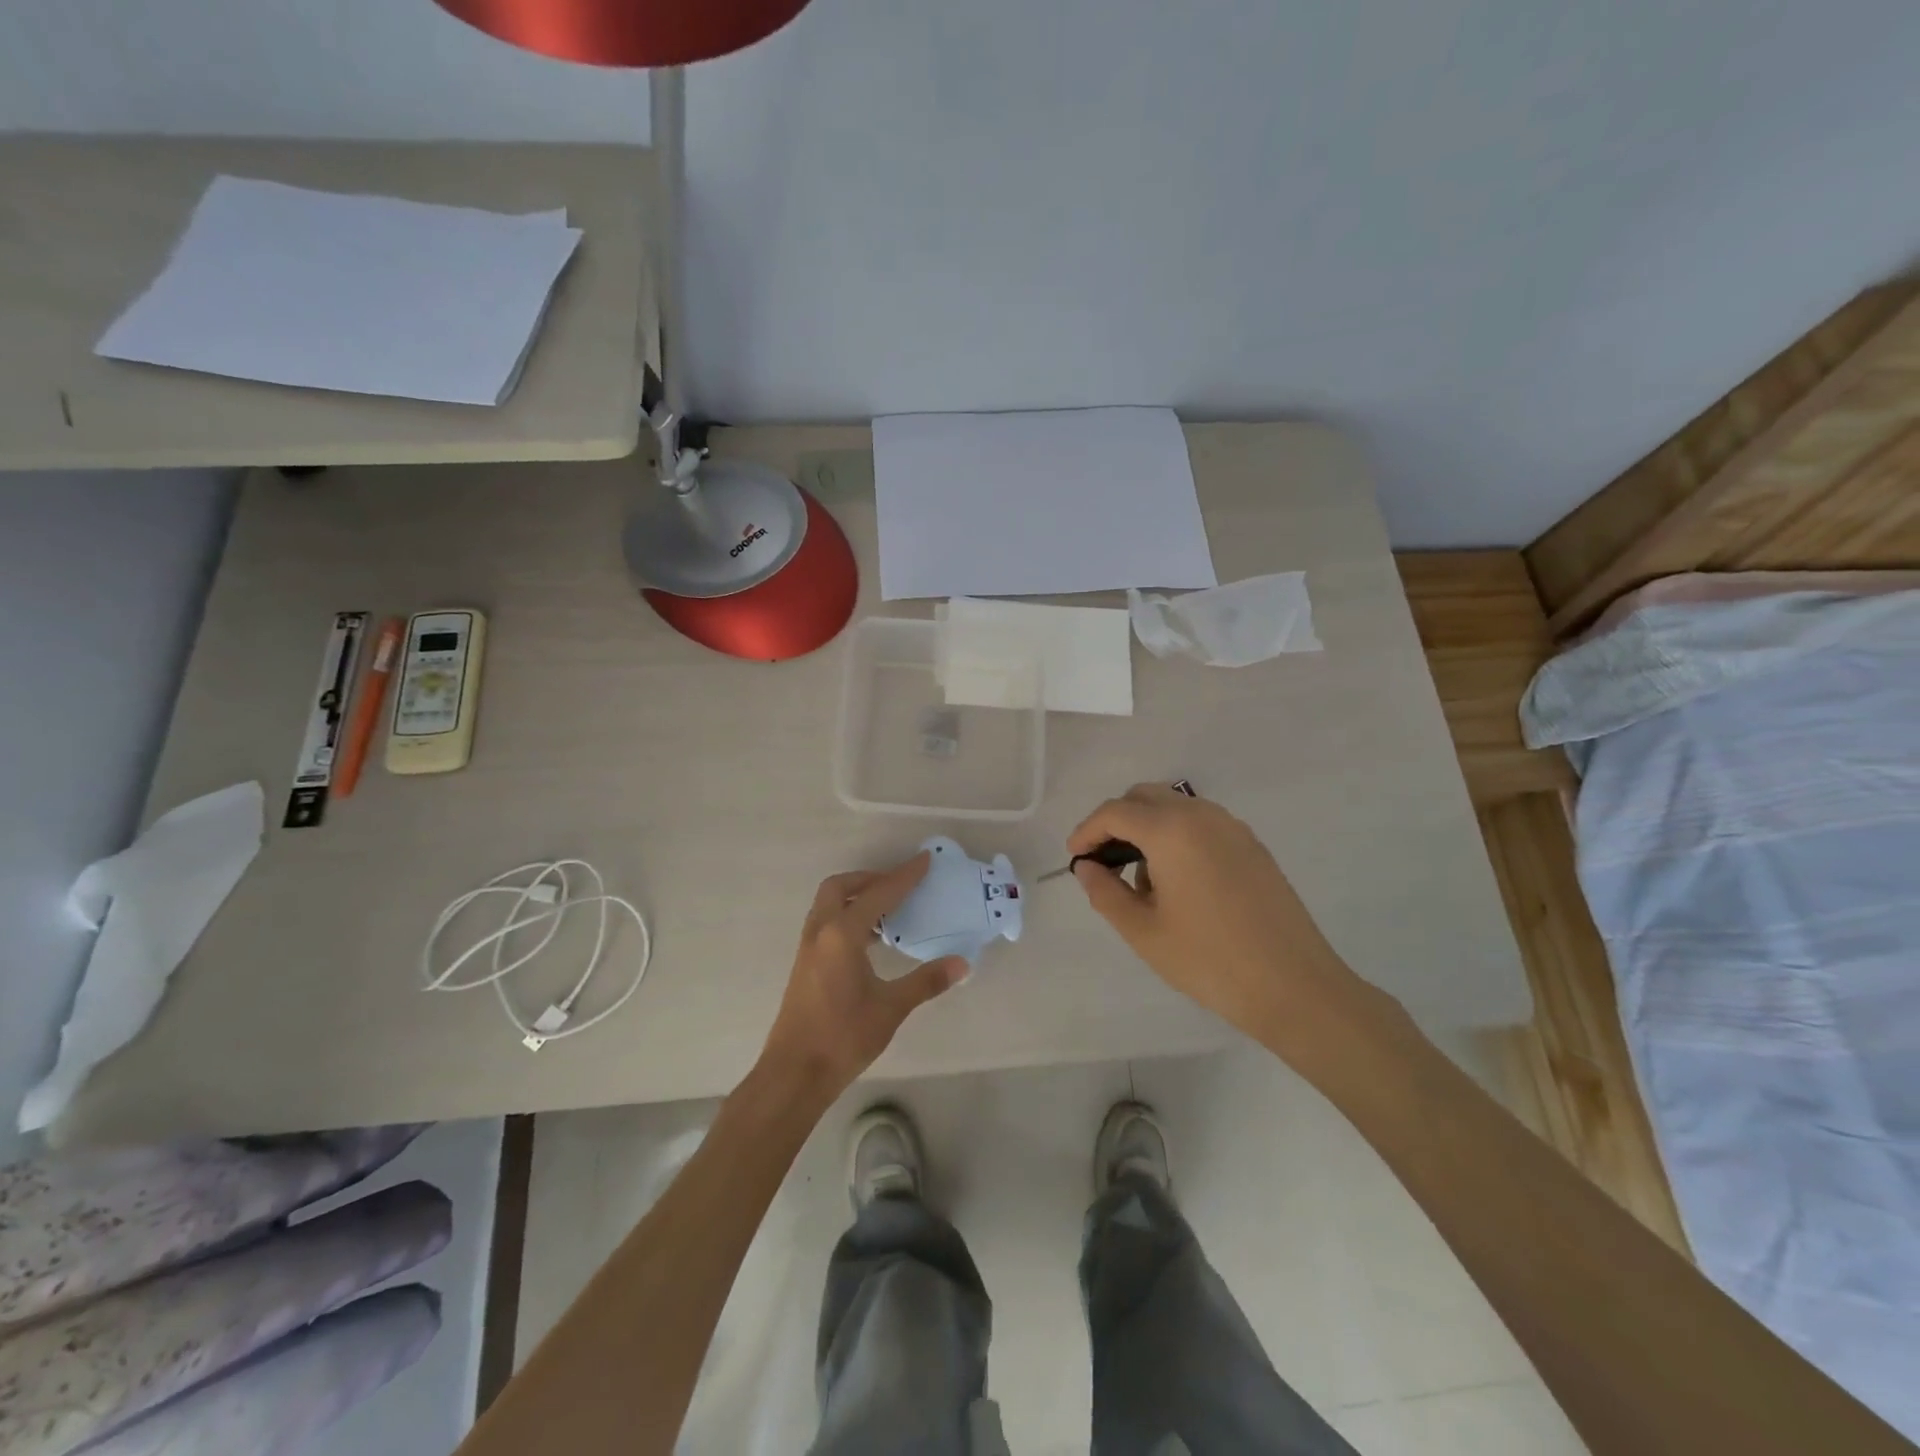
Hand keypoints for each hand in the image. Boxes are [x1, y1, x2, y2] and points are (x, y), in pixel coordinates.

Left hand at [758, 852, 965, 1105]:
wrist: (794, 1073)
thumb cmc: (843, 1037)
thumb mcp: (891, 1008)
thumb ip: (926, 981)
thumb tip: (962, 963)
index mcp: (842, 934)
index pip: (879, 894)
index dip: (904, 876)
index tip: (925, 860)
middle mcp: (821, 931)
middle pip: (840, 887)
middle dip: (870, 879)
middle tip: (899, 885)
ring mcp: (808, 947)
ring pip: (828, 904)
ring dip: (856, 897)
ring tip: (888, 911)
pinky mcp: (804, 963)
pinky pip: (826, 922)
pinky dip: (847, 915)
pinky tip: (869, 940)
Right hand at [1069, 785, 1365, 1048]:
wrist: (1294, 986)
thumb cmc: (1209, 960)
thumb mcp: (1143, 931)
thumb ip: (1105, 892)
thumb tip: (1088, 867)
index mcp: (1171, 830)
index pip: (1115, 812)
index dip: (1087, 830)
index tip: (1074, 857)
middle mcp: (1202, 815)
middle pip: (1145, 797)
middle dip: (1116, 821)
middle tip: (1102, 861)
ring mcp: (1232, 827)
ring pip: (1175, 807)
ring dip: (1147, 827)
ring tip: (1141, 879)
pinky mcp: (1252, 846)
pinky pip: (1201, 824)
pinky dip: (1176, 836)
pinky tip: (1177, 882)